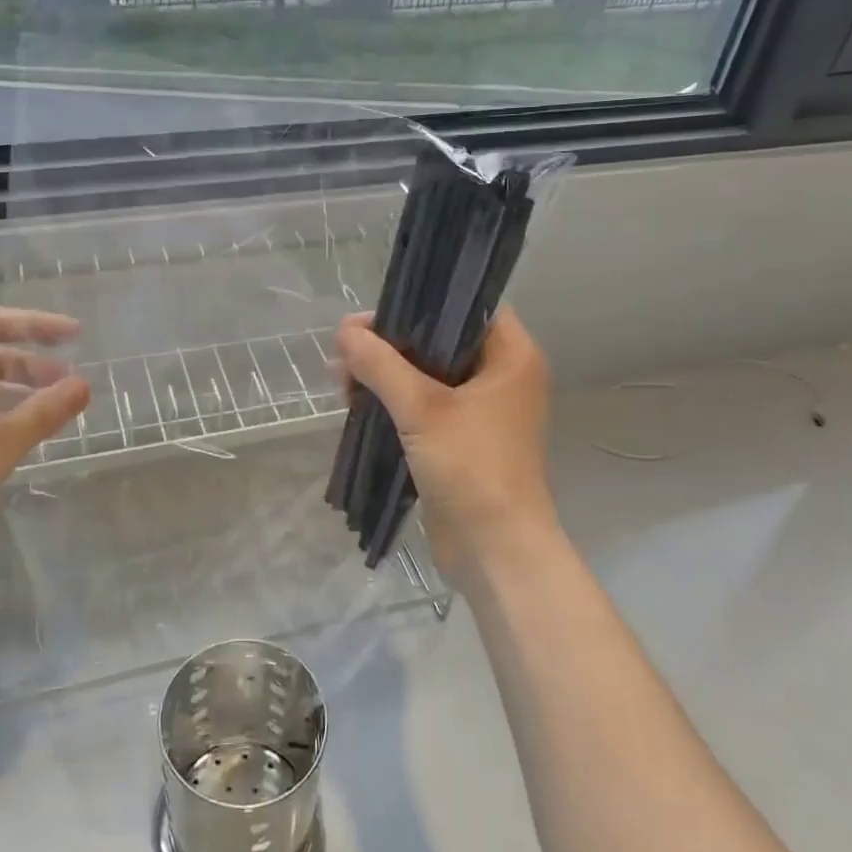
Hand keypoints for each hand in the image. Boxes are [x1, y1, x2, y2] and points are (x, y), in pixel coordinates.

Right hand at [335, 306, 562, 587]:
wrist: (494, 550)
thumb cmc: (471, 467)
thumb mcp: (421, 408)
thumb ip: (380, 364)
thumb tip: (344, 332)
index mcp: (511, 356)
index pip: (468, 305)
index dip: (422, 301)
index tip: (376, 312)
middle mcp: (500, 376)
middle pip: (440, 339)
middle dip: (390, 343)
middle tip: (345, 348)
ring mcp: (480, 409)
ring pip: (426, 373)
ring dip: (385, 374)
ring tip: (341, 380)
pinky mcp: (460, 438)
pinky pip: (423, 405)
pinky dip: (393, 401)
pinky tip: (355, 403)